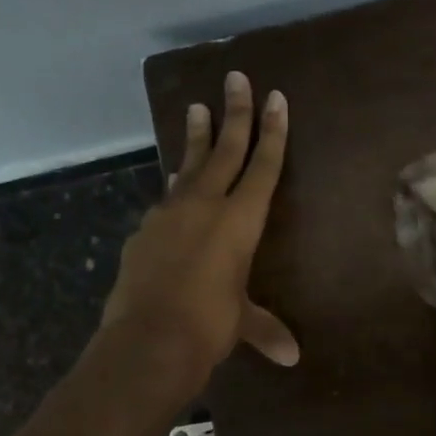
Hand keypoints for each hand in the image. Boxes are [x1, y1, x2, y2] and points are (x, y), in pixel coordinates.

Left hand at [100, 71, 298, 382]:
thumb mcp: (241, 323)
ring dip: (197, 137)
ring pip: (189, 165)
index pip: (263, 166)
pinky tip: (174, 182)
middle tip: (236, 78)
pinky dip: (175, 185)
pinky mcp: (144, 230)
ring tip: (197, 108)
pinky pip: (167, 197)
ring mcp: (169, 214)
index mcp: (240, 221)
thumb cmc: (208, 326)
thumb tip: (291, 357)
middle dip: (235, 113)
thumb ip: (265, 329)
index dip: (272, 132)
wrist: (146, 340)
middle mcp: (205, 206)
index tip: (275, 97)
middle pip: (226, 150)